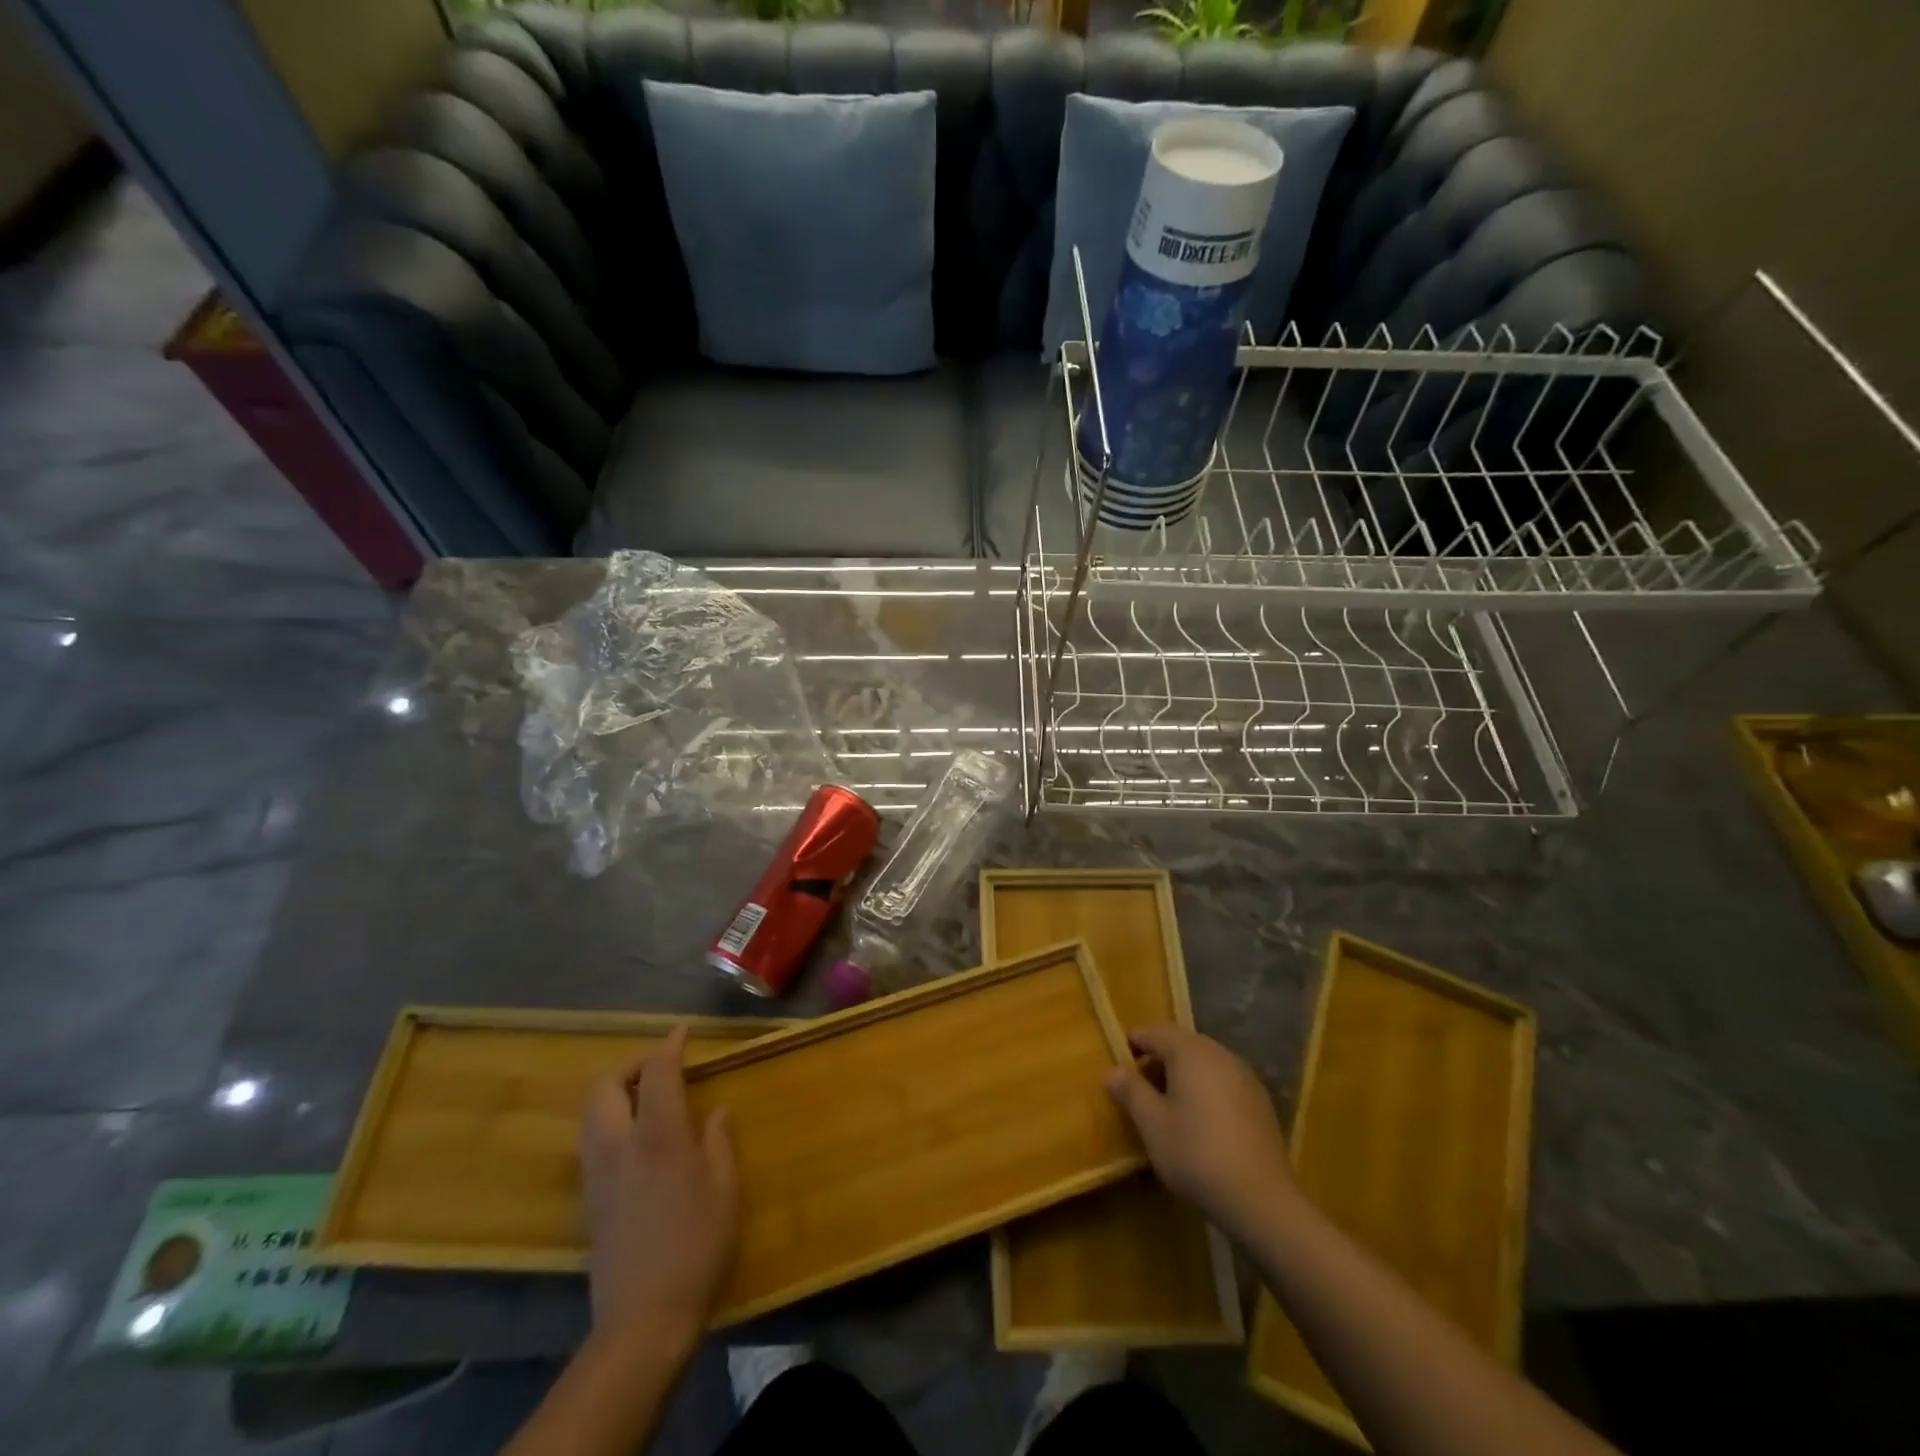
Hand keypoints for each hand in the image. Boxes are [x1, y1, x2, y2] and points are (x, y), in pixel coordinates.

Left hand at [579, 1027, 737, 1347]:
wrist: (643, 1318)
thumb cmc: (697, 1246)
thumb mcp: (724, 1189)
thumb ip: (718, 1141)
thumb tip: (715, 1111)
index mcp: (659, 1136)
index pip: (656, 1072)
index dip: (669, 1046)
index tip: (683, 1032)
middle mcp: (619, 1145)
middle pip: (606, 1085)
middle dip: (630, 1066)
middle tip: (660, 1069)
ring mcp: (597, 1173)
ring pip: (591, 1112)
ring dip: (615, 1093)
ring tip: (647, 1099)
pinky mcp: (588, 1199)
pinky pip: (591, 1140)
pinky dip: (609, 1122)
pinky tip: (635, 1139)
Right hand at [1104, 1025, 1299, 1239]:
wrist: (1262, 1199)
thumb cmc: (1196, 1154)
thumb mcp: (1152, 1124)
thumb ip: (1130, 1092)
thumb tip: (1112, 1071)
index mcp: (1190, 1052)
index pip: (1156, 1032)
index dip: (1134, 1043)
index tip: (1119, 1062)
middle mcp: (1219, 1054)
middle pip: (1182, 1044)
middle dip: (1159, 1058)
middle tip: (1140, 1086)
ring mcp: (1245, 1076)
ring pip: (1205, 1062)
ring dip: (1183, 1074)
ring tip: (1167, 1105)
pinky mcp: (1260, 1102)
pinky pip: (1223, 1081)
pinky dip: (1206, 1089)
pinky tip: (1201, 1120)